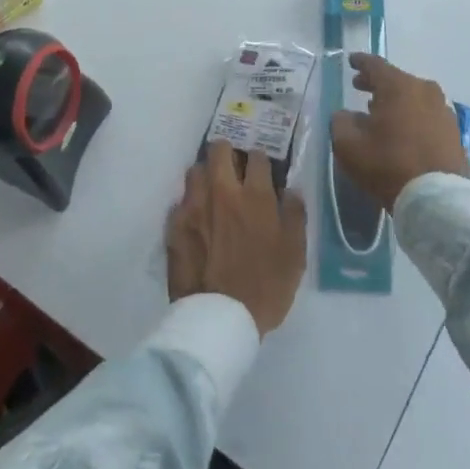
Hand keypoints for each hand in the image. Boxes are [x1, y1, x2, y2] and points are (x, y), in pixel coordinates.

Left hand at [165, 142, 307, 336]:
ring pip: (195, 170)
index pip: (257, 157)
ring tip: (211, 190)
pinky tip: (196, 219)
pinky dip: (189, 204)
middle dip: (227, 153)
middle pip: (219, 150)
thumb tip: (290, 190)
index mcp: (255, 196)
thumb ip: (294, 216)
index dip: (260, 160)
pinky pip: (181, 201)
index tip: (261, 170)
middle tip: (232, 168)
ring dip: (205, 175)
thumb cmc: (265, 287)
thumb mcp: (295, 255)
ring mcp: (195, 206)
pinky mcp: (174, 224)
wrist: (219, 318)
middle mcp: (223, 192)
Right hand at [329, 54, 469, 212]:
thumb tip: (345, 115)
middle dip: (377, 84)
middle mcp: (424, 90)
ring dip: (397, 102)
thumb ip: (341, 122)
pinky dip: (413, 117)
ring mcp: (443, 110)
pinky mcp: (454, 132)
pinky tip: (404, 132)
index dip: (360, 62)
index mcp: (398, 86)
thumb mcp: (349, 145)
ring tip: (381, 113)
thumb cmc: (388, 165)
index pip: (375, 65)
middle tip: (360, 87)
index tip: (351, 61)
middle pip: (396, 80)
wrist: (436, 198)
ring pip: (414, 97)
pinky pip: (427, 115)